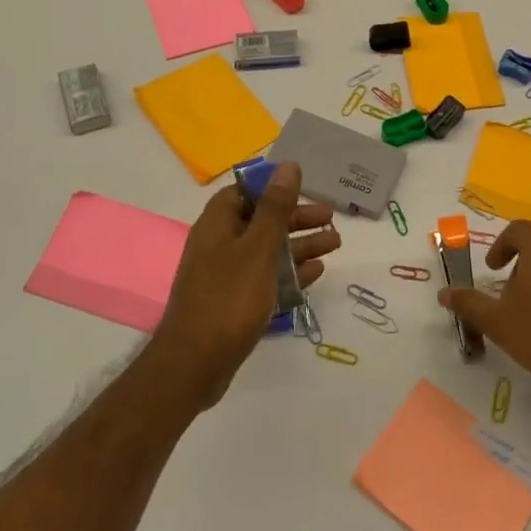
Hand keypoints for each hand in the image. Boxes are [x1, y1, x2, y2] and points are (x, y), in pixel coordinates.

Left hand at [147, 163, 339, 410]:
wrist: (195, 364)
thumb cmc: (229, 298)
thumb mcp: (259, 247)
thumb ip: (276, 207)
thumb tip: (288, 166)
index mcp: (218, 224)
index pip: (246, 192)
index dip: (275, 188)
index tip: (306, 189)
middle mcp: (219, 244)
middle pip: (263, 221)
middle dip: (298, 218)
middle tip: (332, 220)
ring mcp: (226, 275)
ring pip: (269, 251)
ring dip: (301, 245)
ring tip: (335, 244)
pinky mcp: (234, 303)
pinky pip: (266, 278)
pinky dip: (290, 273)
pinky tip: (316, 273)